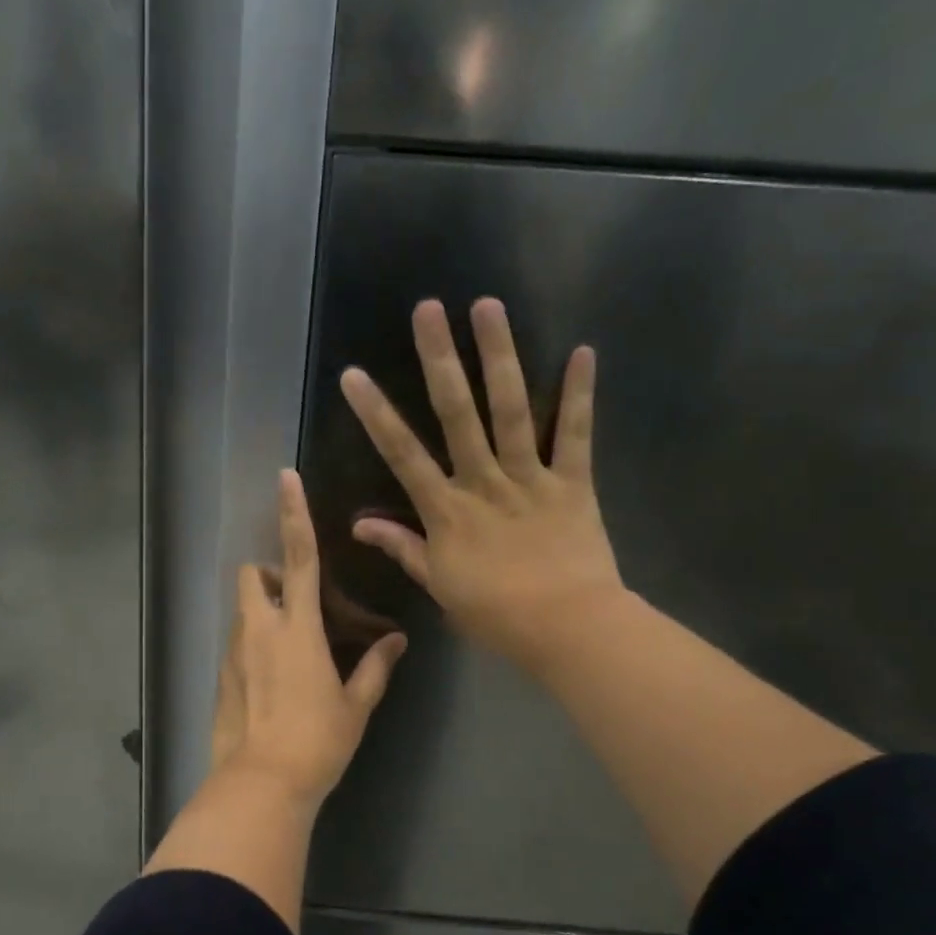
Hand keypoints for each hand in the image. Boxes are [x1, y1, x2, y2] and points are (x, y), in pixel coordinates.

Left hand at [211, 469, 408, 811]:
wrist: (261, 785)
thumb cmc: (317, 741)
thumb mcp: (355, 705)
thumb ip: (375, 668)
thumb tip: (396, 642)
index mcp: (298, 628)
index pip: (298, 557)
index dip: (293, 514)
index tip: (285, 477)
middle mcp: (260, 629)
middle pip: (251, 575)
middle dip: (269, 574)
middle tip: (296, 603)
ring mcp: (235, 653)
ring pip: (242, 611)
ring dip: (263, 612)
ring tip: (291, 650)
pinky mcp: (221, 676)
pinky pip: (237, 644)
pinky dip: (253, 645)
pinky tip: (273, 684)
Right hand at [338, 296, 624, 674]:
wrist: (567, 628)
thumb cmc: (495, 613)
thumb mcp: (438, 584)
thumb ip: (403, 547)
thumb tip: (359, 525)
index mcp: (446, 510)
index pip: (402, 454)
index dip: (376, 414)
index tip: (353, 376)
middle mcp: (483, 482)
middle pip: (457, 413)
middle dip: (439, 359)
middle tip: (428, 309)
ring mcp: (530, 477)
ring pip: (511, 409)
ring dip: (499, 356)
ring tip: (488, 306)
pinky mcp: (573, 482)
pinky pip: (575, 434)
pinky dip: (579, 394)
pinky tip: (582, 351)